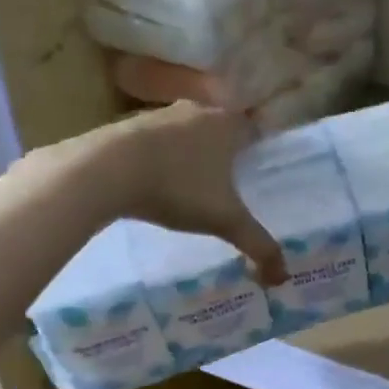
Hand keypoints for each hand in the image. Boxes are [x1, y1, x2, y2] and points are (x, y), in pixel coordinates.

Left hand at [110, 102, 287, 283]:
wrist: (105, 171)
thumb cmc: (178, 188)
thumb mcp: (225, 221)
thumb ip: (258, 245)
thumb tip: (283, 278)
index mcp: (226, 124)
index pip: (253, 129)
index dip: (258, 148)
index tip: (258, 171)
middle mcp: (196, 110)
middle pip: (218, 127)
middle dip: (224, 151)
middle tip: (228, 182)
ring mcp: (158, 116)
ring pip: (184, 132)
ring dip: (189, 153)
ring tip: (191, 184)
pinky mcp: (126, 127)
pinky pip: (154, 142)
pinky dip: (159, 158)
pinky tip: (154, 182)